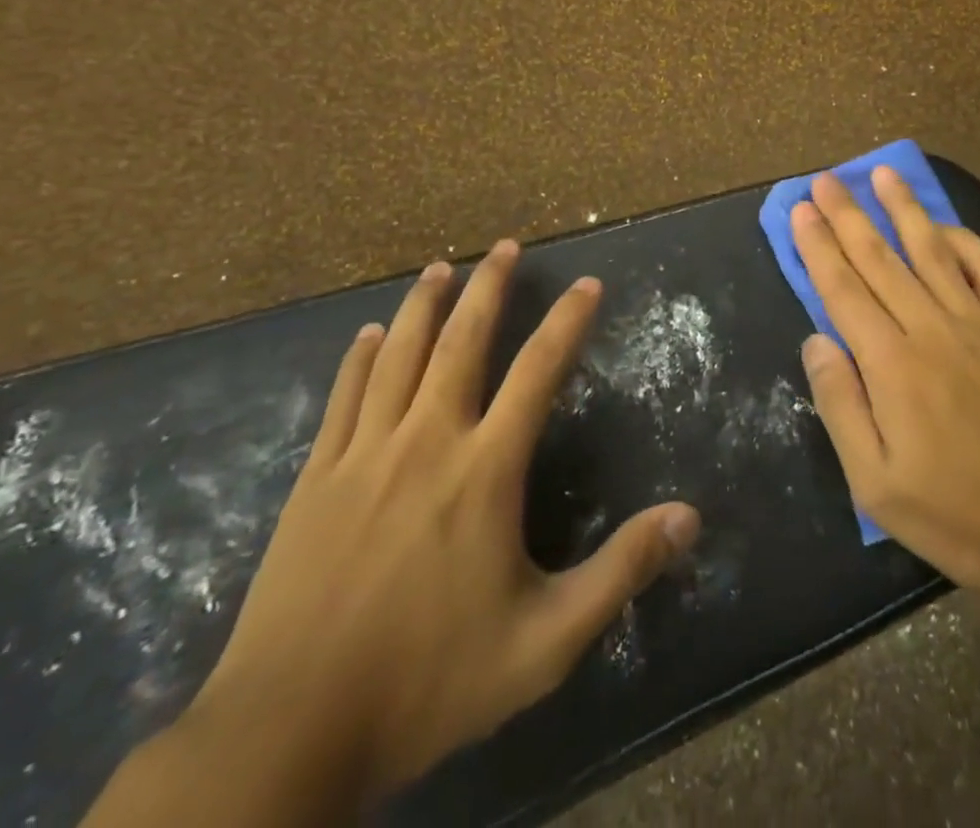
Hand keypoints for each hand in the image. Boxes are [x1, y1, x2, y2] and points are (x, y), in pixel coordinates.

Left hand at [193, 244, 700, 800]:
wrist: (289, 734)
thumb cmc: (428, 681)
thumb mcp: (545, 640)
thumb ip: (621, 571)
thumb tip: (690, 518)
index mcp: (484, 469)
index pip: (538, 371)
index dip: (567, 321)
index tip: (586, 283)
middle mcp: (427, 440)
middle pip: (462, 342)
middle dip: (488, 287)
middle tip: (505, 245)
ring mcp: (365, 455)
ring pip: (398, 356)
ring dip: (423, 306)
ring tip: (441, 267)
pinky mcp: (317, 480)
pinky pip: (343, 398)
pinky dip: (359, 359)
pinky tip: (366, 334)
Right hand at [793, 168, 979, 597]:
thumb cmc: (954, 514)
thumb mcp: (874, 481)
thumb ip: (840, 404)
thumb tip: (816, 339)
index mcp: (892, 364)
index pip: (843, 289)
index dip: (818, 246)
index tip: (801, 210)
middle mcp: (932, 328)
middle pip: (880, 259)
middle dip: (848, 216)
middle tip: (825, 180)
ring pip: (932, 251)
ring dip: (904, 209)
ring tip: (883, 173)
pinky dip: (966, 241)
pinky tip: (946, 225)